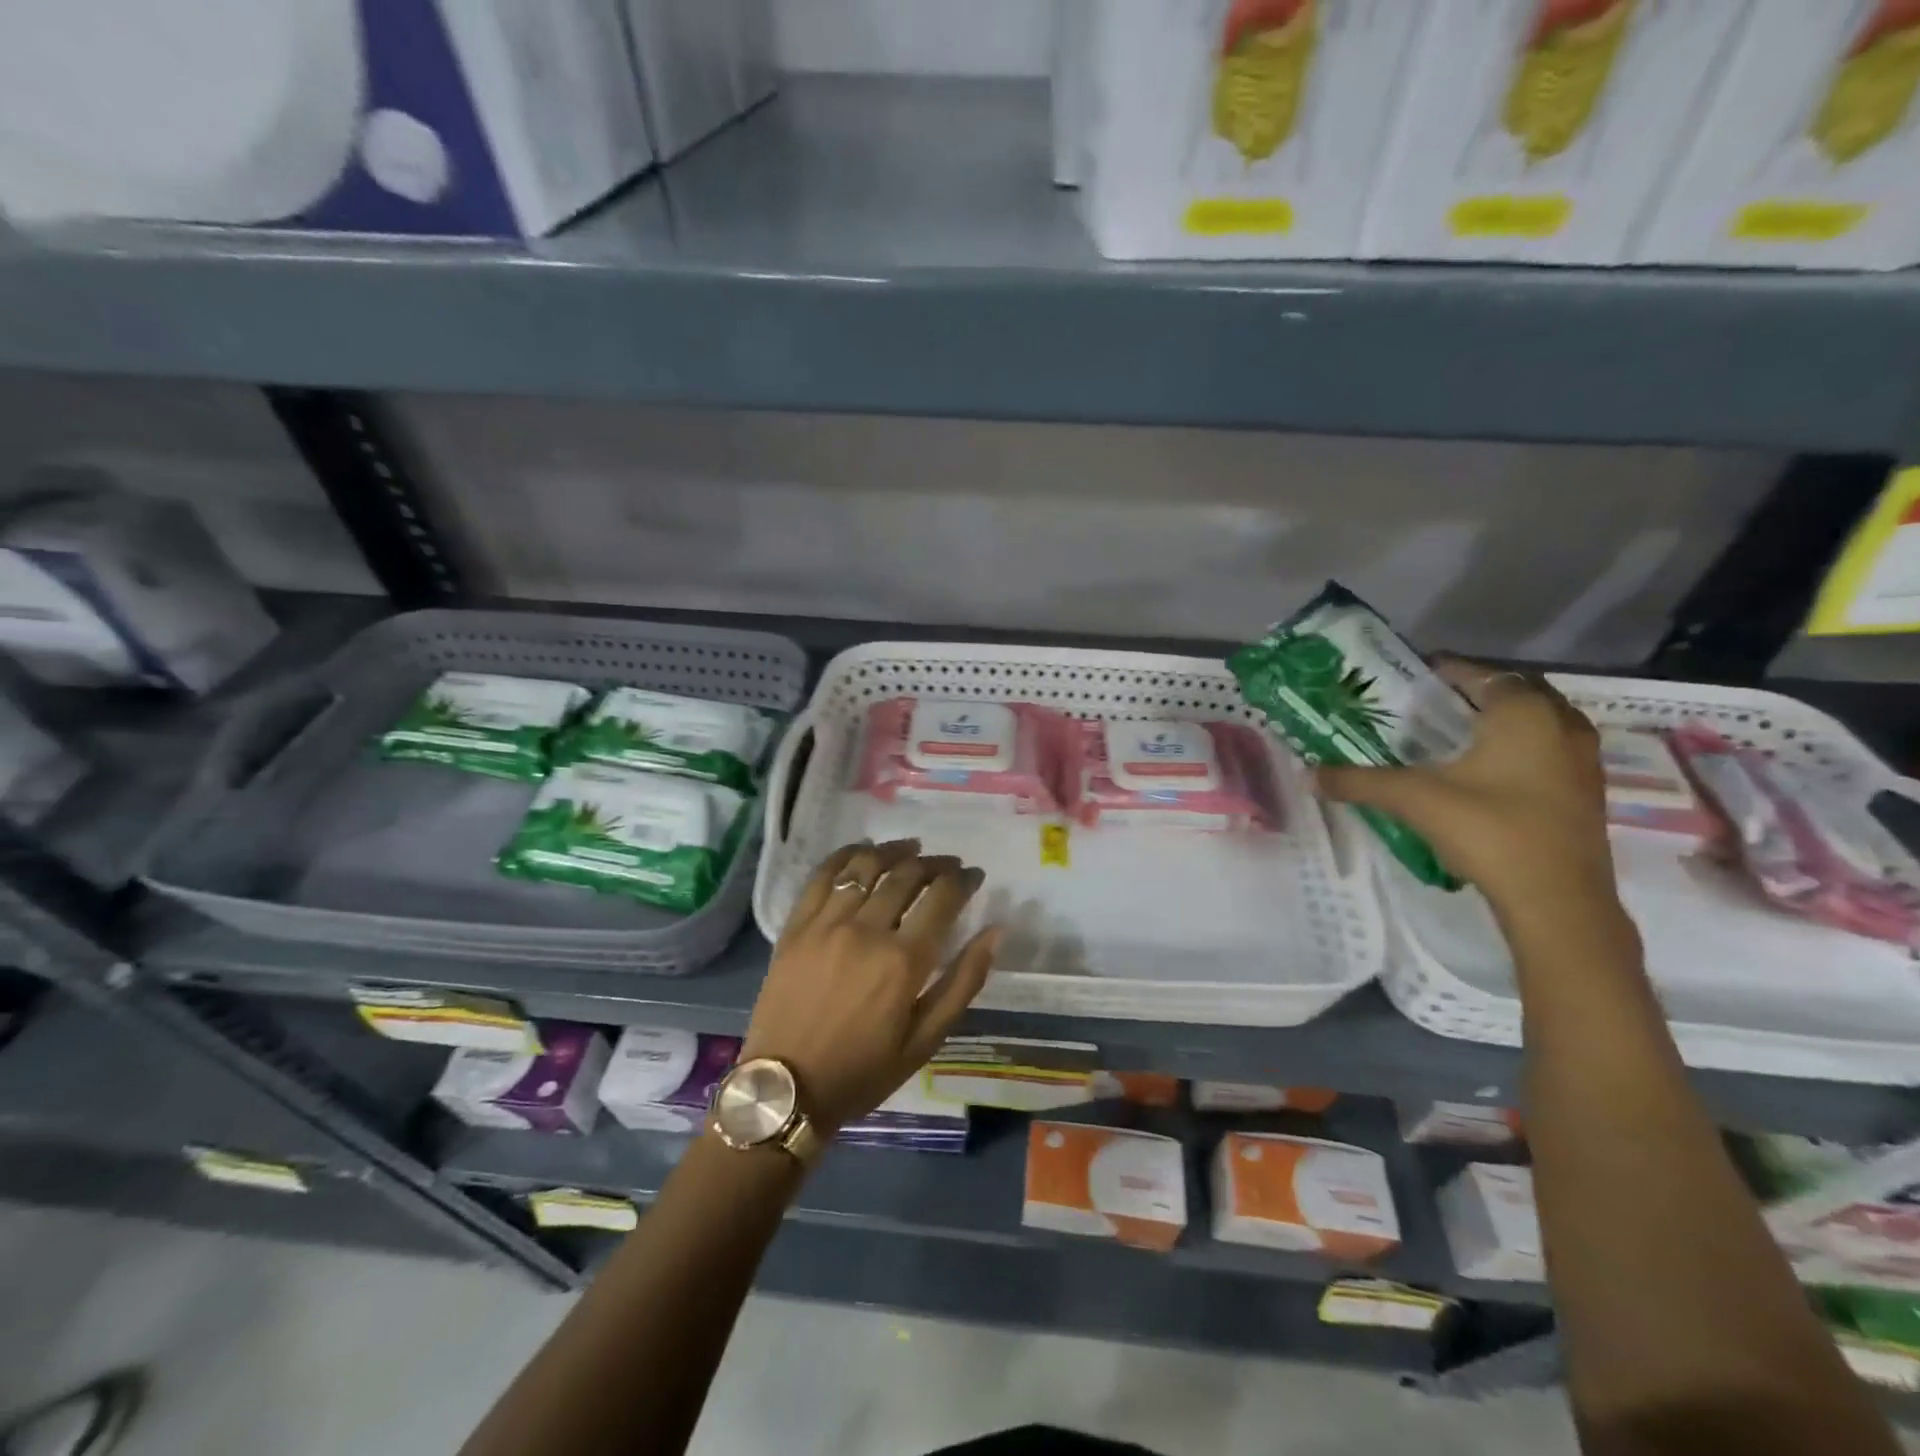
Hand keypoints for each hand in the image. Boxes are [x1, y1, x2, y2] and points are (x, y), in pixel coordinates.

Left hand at [742, 839, 999, 1135]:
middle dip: (935, 863)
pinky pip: (822, 875)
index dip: (964, 880)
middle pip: (907, 875)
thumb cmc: (863, 1070)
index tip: (974, 875)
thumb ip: (963, 982)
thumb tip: (995, 932)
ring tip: (911, 848)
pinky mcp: (796, 925)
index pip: (942, 898)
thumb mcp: (926, 1040)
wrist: (786, 1089)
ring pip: (867, 867)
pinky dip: (846, 855)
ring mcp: (826, 923)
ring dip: (895, 851)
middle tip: (948, 864)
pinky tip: (863, 851)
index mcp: (904, 960)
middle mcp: (867, 930)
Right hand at [1317, 659, 1625, 932]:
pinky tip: (1484, 774)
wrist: (1558, 902)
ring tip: (1453, 738)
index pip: (1479, 673)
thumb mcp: (1413, 799)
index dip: (1442, 672)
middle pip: (1512, 692)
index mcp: (1523, 712)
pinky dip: (1518, 750)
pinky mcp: (1586, 792)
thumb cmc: (1489, 831)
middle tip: (1427, 708)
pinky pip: (1548, 751)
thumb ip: (1358, 781)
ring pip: (1536, 723)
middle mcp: (1561, 724)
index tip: (1408, 680)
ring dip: (1498, 723)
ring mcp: (1582, 760)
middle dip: (1471, 695)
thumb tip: (1309, 774)